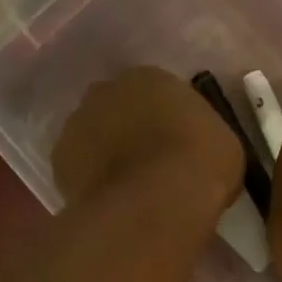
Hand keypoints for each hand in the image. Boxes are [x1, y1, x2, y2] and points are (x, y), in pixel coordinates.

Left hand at [53, 67, 242, 214]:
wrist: (157, 202)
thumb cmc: (200, 166)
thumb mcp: (222, 145)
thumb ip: (201, 137)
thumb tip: (196, 150)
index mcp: (150, 78)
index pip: (155, 92)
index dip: (164, 120)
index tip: (174, 145)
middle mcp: (107, 91)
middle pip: (117, 108)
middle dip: (128, 130)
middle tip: (147, 164)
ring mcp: (77, 123)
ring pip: (92, 136)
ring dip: (105, 154)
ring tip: (126, 189)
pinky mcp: (59, 160)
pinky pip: (78, 168)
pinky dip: (89, 181)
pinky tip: (108, 202)